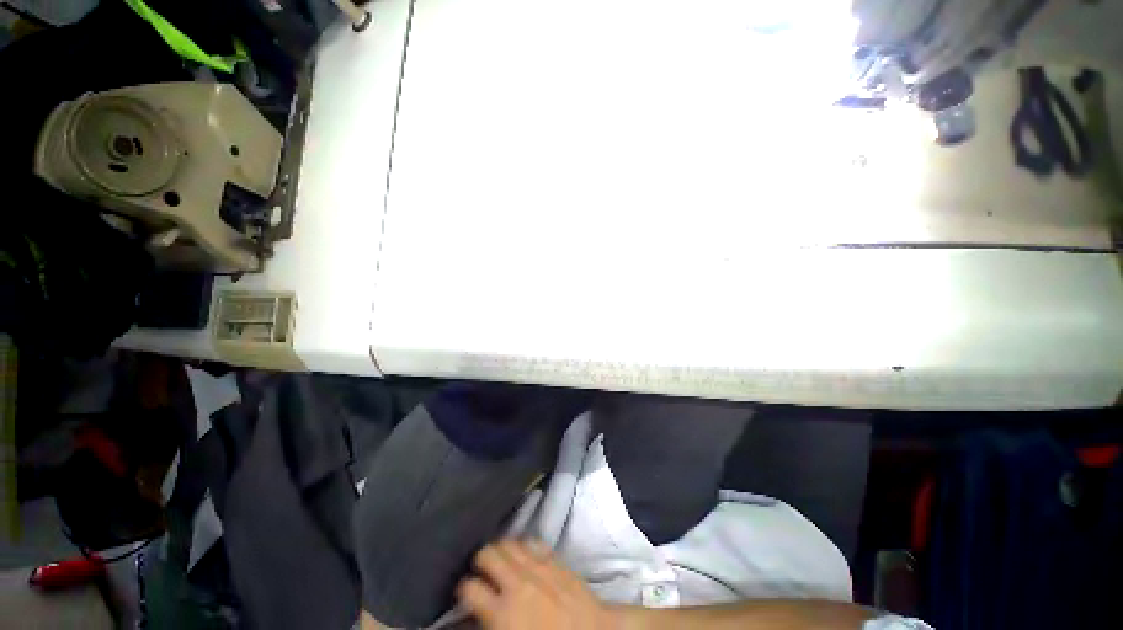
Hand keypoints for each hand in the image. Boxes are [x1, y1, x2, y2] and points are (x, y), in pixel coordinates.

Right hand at [457, 540, 618, 629]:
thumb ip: (491, 625)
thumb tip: (478, 614)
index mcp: (502, 613)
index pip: (469, 588)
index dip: (464, 588)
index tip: (467, 592)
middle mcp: (517, 583)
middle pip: (487, 554)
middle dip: (481, 560)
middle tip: (483, 570)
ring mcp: (538, 567)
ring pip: (509, 542)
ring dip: (502, 550)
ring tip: (503, 560)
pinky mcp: (555, 559)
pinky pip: (534, 541)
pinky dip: (525, 546)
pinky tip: (526, 555)